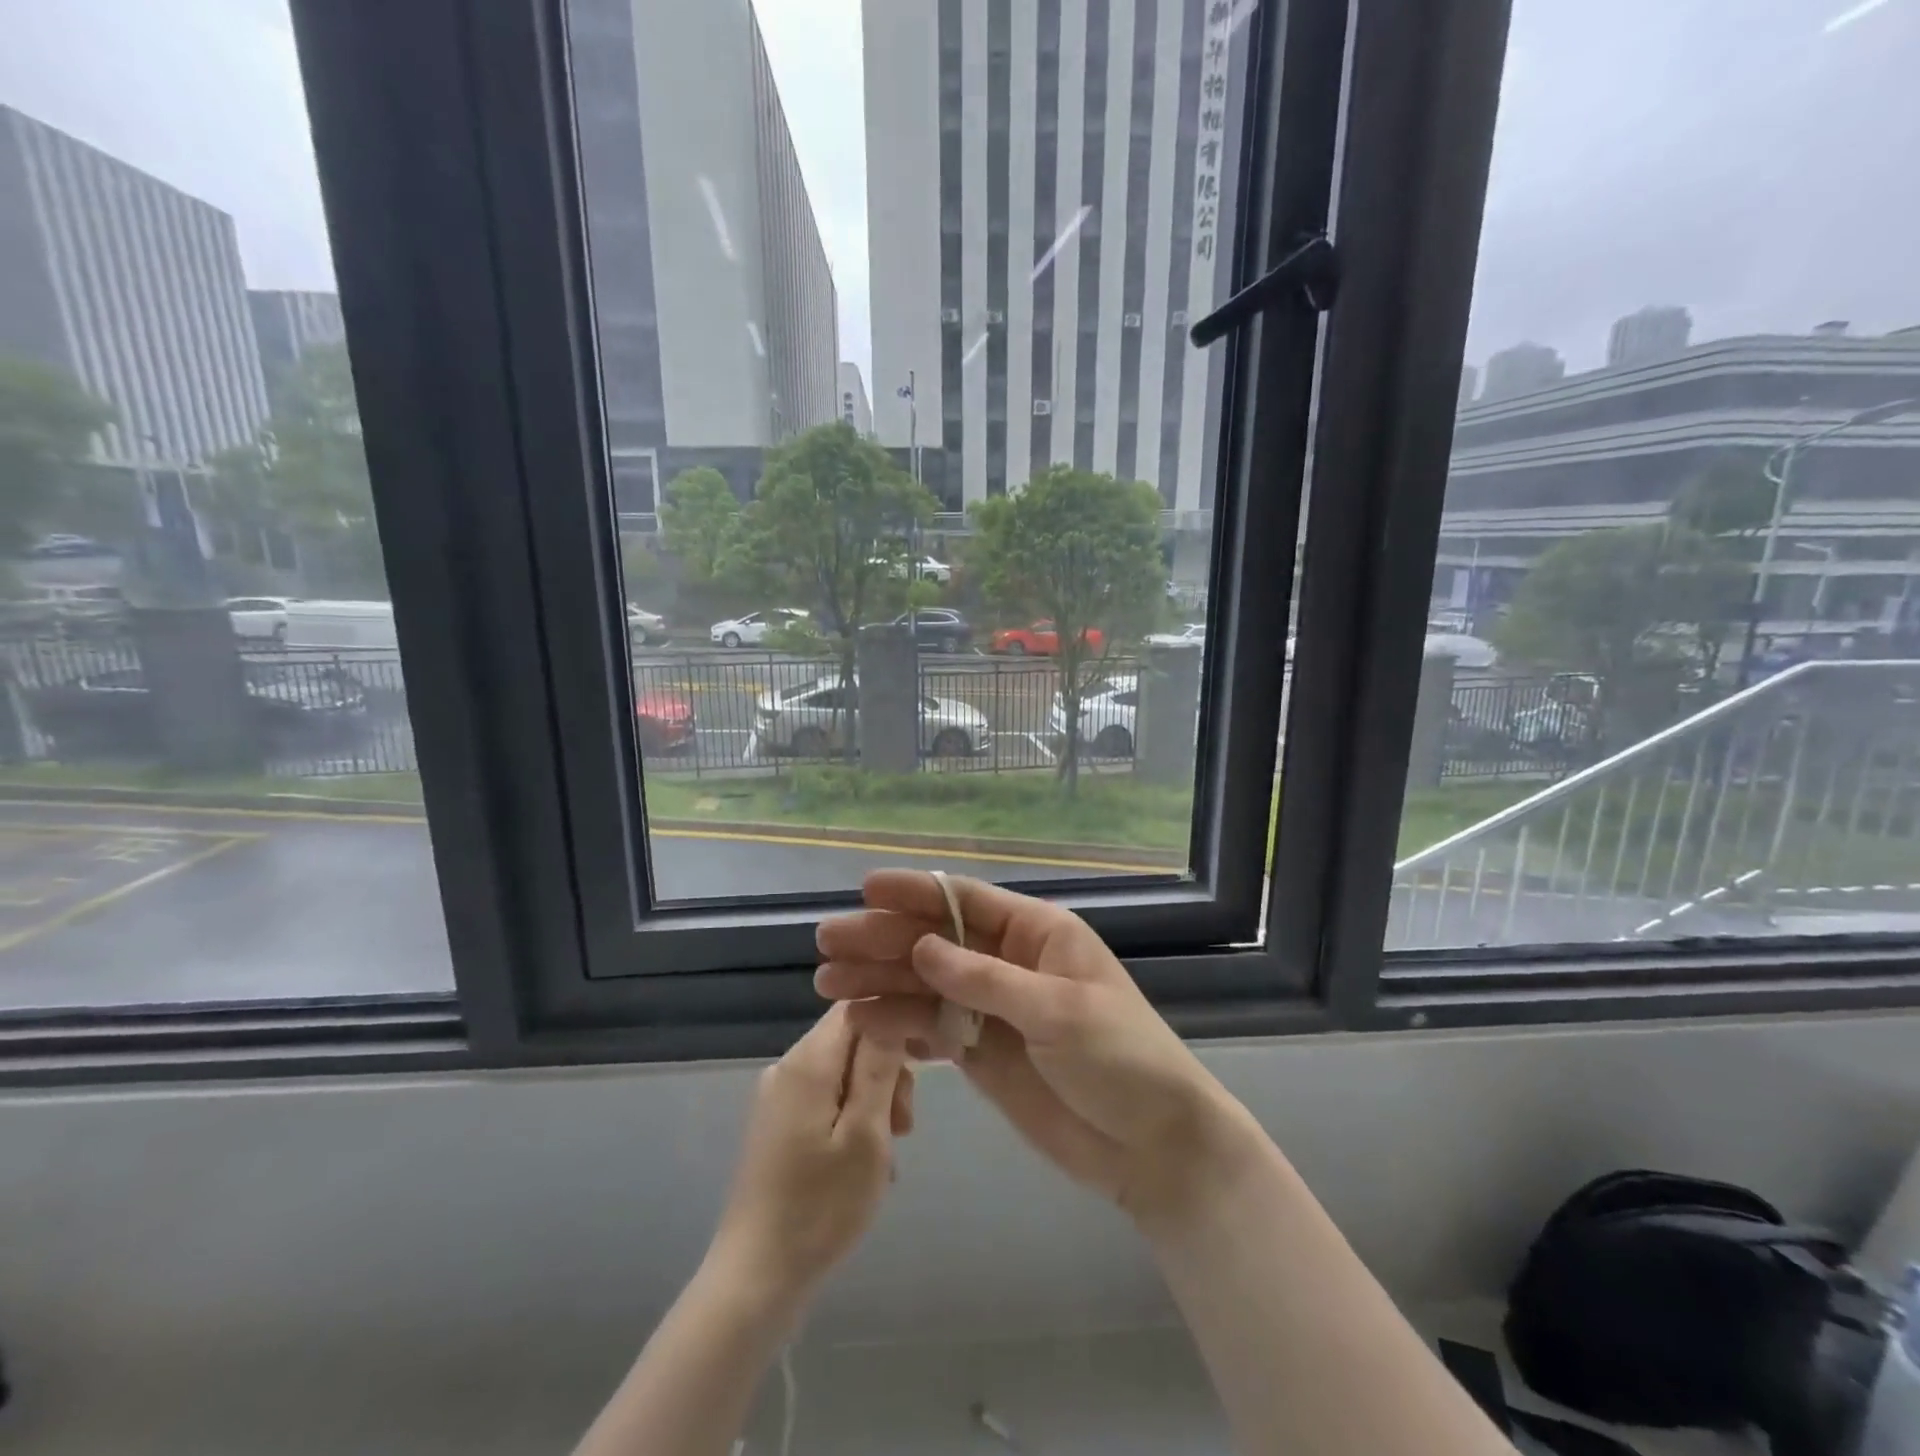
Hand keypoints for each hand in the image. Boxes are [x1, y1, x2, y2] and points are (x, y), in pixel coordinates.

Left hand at [707, 1004, 914, 1306]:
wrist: (756, 1278)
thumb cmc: (820, 1207)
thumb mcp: (866, 1135)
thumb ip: (880, 1066)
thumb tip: (892, 1009)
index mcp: (808, 1062)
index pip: (858, 1007)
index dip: (895, 1022)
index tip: (924, 1061)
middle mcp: (787, 1067)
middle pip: (852, 1040)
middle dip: (887, 1072)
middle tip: (903, 1126)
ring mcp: (779, 1097)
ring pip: (843, 1073)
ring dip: (873, 1102)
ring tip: (886, 1154)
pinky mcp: (777, 1125)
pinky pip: (826, 1100)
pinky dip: (852, 1121)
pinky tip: (862, 1166)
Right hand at [814, 871, 1254, 1232]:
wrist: (1154, 1148)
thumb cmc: (1121, 1061)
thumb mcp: (1058, 1012)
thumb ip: (985, 980)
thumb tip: (921, 946)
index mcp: (1036, 934)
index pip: (966, 901)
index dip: (915, 893)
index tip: (865, 889)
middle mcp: (1008, 963)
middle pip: (935, 942)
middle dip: (883, 940)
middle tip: (827, 944)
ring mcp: (993, 1009)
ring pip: (926, 985)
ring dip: (880, 982)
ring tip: (828, 985)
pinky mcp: (982, 1054)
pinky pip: (932, 1030)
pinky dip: (899, 1026)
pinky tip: (863, 1023)